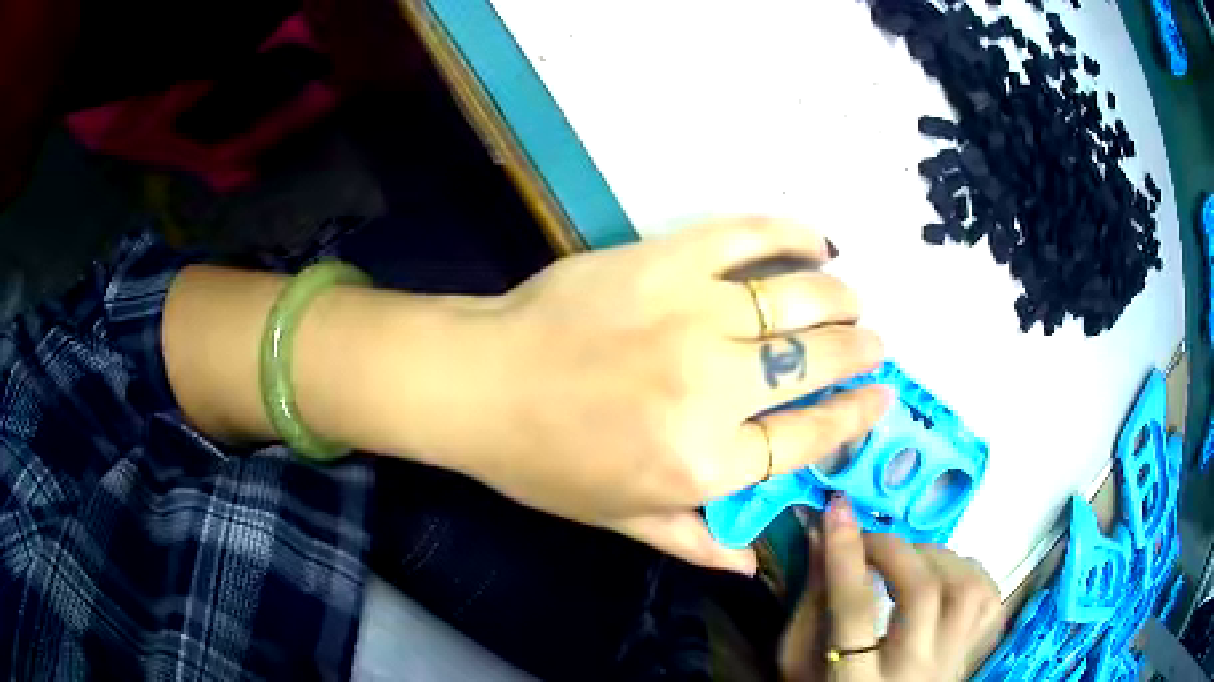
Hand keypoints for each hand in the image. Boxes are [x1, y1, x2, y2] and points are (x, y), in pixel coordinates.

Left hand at [443, 218, 888, 573]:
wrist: (479, 383)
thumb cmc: (544, 463)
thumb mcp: (619, 519)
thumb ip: (694, 540)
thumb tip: (752, 566)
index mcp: (705, 462)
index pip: (809, 438)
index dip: (855, 417)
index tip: (879, 399)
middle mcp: (715, 389)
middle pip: (817, 365)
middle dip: (860, 354)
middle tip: (873, 345)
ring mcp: (693, 315)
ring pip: (799, 300)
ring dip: (840, 301)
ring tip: (853, 301)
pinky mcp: (665, 260)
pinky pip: (746, 237)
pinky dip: (791, 234)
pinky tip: (818, 242)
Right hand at [780, 496, 1004, 681]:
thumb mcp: (799, 663)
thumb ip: (811, 606)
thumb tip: (822, 537)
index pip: (855, 610)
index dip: (845, 555)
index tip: (835, 509)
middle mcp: (914, 671)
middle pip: (922, 594)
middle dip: (894, 550)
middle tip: (869, 541)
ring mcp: (951, 661)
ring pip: (966, 589)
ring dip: (935, 557)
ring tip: (907, 559)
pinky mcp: (973, 652)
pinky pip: (988, 598)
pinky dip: (968, 571)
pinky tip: (941, 575)